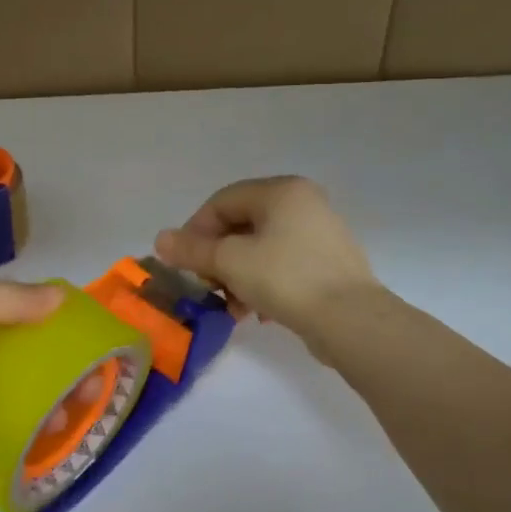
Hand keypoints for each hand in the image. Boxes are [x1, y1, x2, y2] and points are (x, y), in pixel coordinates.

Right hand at [154, 176, 380, 338]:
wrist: (350, 320)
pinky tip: (257, 313)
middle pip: (241, 226)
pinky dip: (261, 285)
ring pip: (260, 249)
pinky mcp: (327, 264)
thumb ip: (192, 249)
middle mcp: (303, 203)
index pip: (222, 201)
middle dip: (216, 259)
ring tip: (231, 308)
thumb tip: (160, 240)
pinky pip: (281, 267)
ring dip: (236, 277)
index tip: (184, 263)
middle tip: (206, 287)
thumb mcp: (230, 261)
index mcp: (281, 191)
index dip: (195, 230)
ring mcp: (319, 234)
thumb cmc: (285, 278)